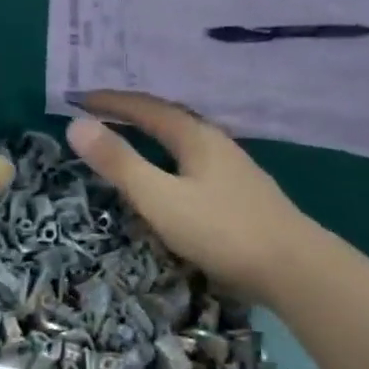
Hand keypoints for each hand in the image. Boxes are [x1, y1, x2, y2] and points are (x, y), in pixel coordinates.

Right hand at [66, 91, 308, 295]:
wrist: (293, 268)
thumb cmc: (221, 230)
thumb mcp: (160, 198)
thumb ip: (120, 164)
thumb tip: (76, 126)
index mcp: (196, 137)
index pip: (146, 108)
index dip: (111, 103)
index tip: (78, 100)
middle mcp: (216, 144)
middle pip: (168, 119)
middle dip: (132, 114)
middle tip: (99, 114)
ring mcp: (233, 170)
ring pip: (184, 142)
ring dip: (152, 136)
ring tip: (128, 140)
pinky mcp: (239, 195)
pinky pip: (193, 164)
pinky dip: (168, 159)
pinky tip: (169, 178)